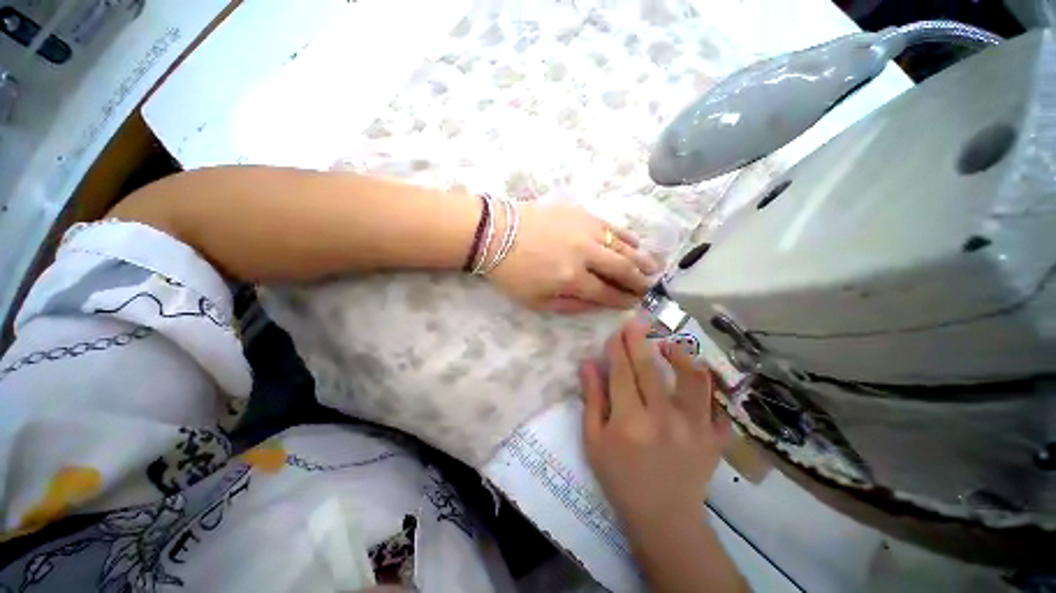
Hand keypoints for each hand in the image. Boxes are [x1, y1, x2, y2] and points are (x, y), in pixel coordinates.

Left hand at [487, 202, 659, 312]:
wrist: (495, 234)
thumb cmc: (512, 273)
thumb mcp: (536, 301)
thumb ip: (571, 306)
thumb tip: (598, 304)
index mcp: (571, 279)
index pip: (607, 293)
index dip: (624, 300)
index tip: (636, 303)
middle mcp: (585, 254)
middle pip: (622, 269)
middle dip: (640, 281)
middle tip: (651, 286)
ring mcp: (585, 230)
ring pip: (623, 246)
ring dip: (642, 259)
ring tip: (655, 267)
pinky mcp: (582, 213)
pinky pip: (612, 226)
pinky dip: (628, 237)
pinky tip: (637, 244)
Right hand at [580, 319, 731, 532]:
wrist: (664, 517)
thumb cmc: (620, 479)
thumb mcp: (594, 441)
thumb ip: (592, 400)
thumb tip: (588, 364)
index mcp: (629, 421)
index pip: (622, 372)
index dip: (617, 348)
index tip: (616, 331)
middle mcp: (663, 418)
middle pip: (650, 368)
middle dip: (640, 340)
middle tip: (636, 320)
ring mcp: (694, 427)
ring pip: (692, 378)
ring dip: (680, 355)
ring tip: (669, 344)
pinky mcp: (714, 436)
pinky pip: (717, 402)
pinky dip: (709, 385)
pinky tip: (696, 374)